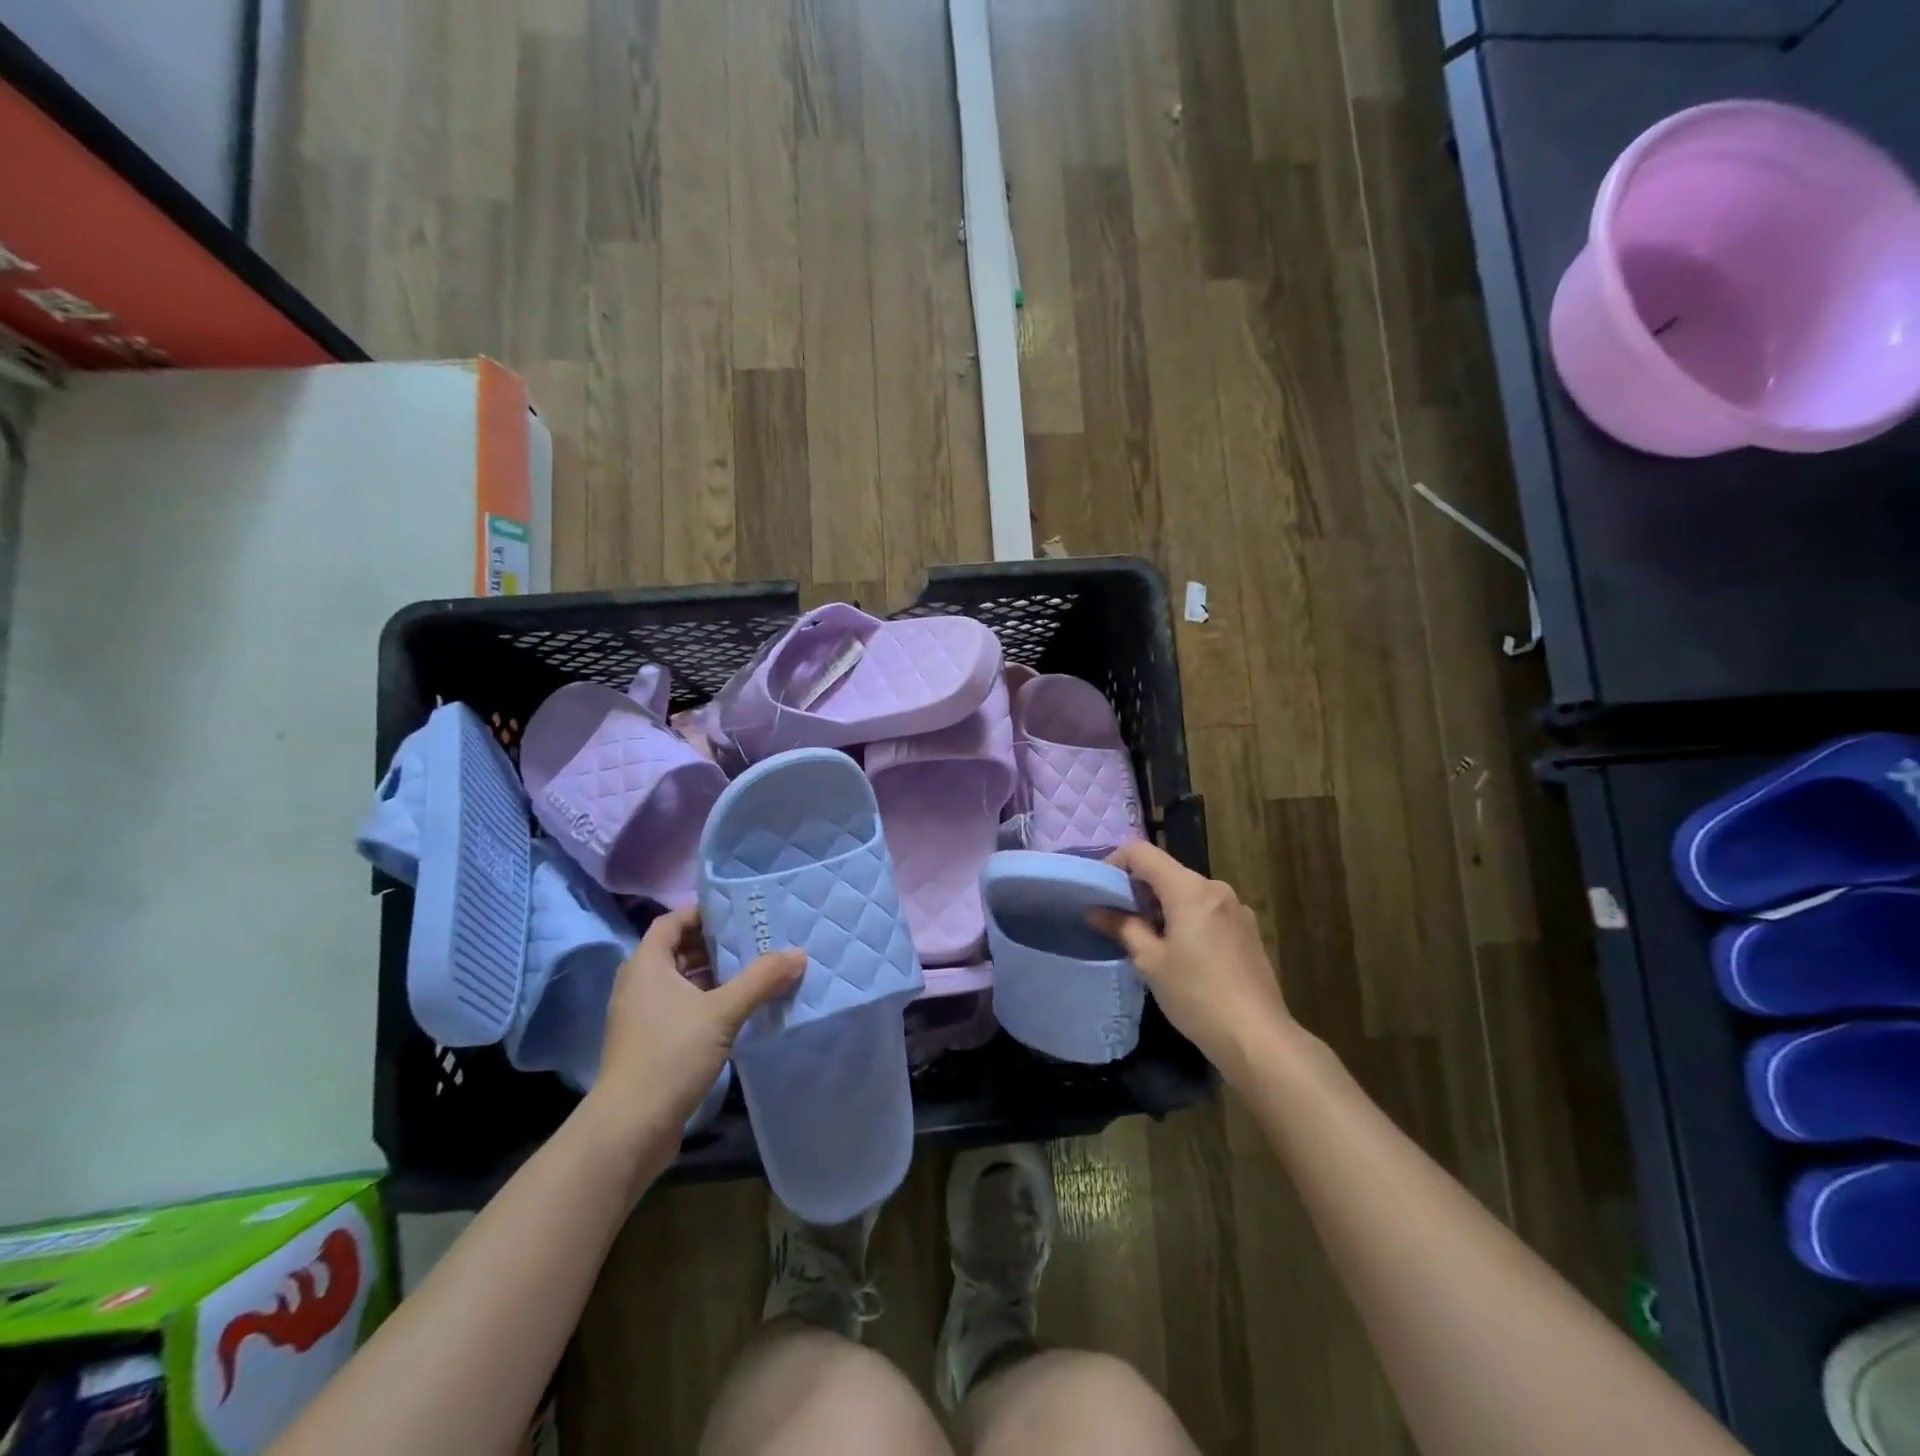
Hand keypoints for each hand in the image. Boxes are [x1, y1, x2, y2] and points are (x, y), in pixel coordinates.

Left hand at [586, 906, 804, 1155]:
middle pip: (678, 950)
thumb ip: (760, 980)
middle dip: (715, 944)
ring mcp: (642, 1016)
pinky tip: (739, 1011)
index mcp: (646, 965)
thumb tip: (798, 954)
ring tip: (755, 972)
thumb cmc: (670, 1055)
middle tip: (756, 940)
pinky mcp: (650, 1043)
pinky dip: (707, 1002)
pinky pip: (682, 1008)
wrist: (629, 1128)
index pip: (672, 921)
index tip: (738, 913)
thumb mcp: (722, 1012)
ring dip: (714, 976)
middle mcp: (639, 984)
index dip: (702, 913)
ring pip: (682, 982)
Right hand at [1091, 841, 1297, 1086]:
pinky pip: (1207, 909)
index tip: (1099, 889)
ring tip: (1146, 937)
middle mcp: (1215, 887)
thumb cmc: (1196, 995)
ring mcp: (1236, 907)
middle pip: (1166, 871)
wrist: (1257, 1037)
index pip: (1142, 852)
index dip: (1114, 862)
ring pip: (1187, 891)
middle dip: (1137, 887)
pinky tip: (1180, 951)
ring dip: (1162, 904)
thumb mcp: (1150, 961)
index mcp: (1189, 889)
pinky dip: (1186, 917)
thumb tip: (1095, 910)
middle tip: (1116, 917)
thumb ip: (1122, 927)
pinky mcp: (1247, 929)